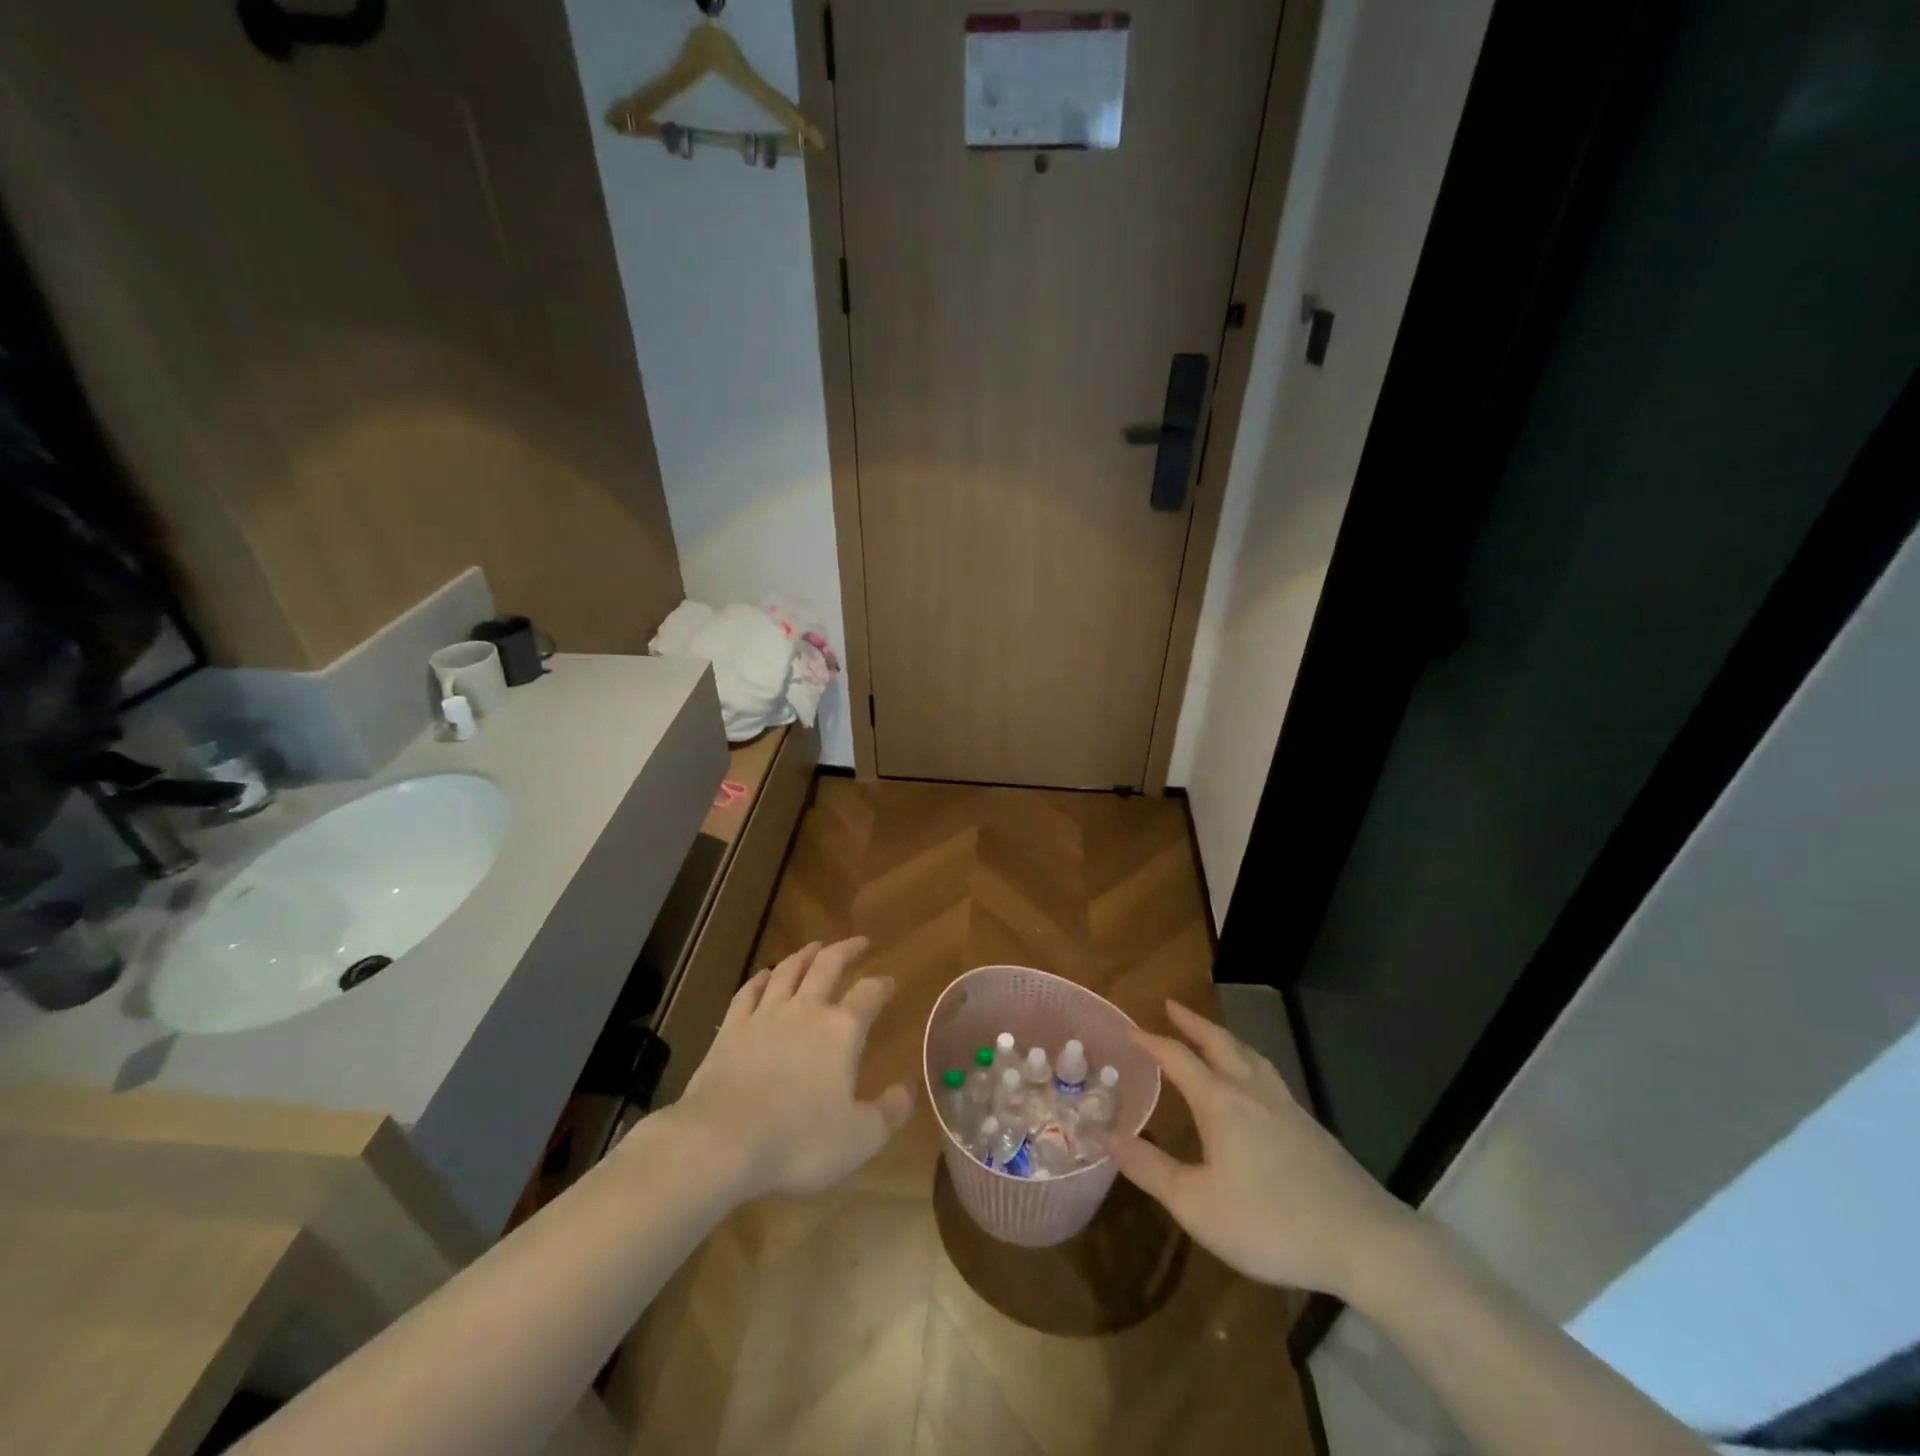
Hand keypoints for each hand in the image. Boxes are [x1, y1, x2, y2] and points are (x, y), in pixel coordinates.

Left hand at [673, 938, 913, 1199]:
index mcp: (842, 1030)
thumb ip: (890, 1111)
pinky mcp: (731, 1028)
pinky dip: (760, 979)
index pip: (868, 994)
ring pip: (788, 970)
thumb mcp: (860, 1137)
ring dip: (805, 955)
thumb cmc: (799, 1141)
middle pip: (828, 965)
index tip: (890, 981)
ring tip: (815, 946)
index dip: (882, 985)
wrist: (722, 1141)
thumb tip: (909, 1087)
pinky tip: (765, 975)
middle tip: (859, 942)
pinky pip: (749, 992)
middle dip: (846, 950)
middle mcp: (806, 1010)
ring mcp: (765, 1015)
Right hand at [1109, 1000, 1422, 1298]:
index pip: (1178, 1058)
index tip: (1129, 1029)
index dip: (1151, 1041)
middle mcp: (1252, 1092)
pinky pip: (1270, 1076)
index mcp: (1221, 1102)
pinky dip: (1250, 1062)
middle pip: (1220, 1043)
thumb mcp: (1197, 1204)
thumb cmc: (1271, 1221)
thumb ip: (1150, 1168)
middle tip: (1172, 1005)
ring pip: (1251, 1056)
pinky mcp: (1311, 1128)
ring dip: (1225, 1038)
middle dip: (1193, 1023)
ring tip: (1213, 1035)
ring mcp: (1287, 1107)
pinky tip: (1255, 1084)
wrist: (1365, 1241)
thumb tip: (1107, 1137)